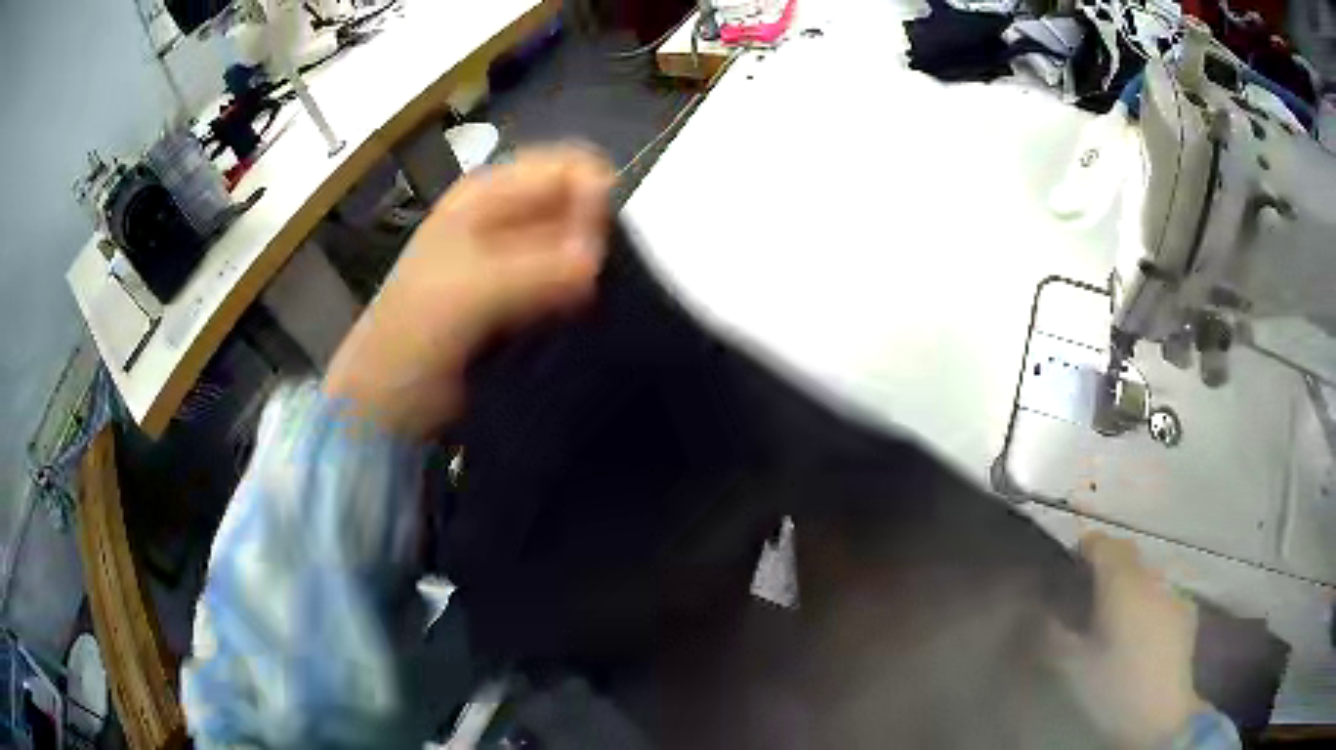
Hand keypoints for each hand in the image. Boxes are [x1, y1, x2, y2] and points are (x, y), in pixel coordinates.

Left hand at [324, 145, 615, 436]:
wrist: (389, 395)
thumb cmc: (415, 332)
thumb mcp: (470, 290)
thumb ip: (538, 267)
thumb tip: (600, 258)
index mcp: (486, 194)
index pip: (566, 167)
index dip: (593, 199)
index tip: (598, 251)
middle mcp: (503, 215)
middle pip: (575, 204)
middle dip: (594, 240)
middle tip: (589, 289)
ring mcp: (511, 256)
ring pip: (575, 245)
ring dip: (589, 273)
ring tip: (583, 309)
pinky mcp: (519, 297)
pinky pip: (566, 282)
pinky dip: (579, 297)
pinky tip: (575, 322)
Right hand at [1050, 532, 1205, 748]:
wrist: (1161, 711)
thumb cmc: (1114, 686)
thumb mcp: (1073, 666)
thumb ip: (1053, 633)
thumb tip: (1038, 610)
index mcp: (1123, 583)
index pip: (1103, 543)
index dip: (1085, 548)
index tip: (1069, 566)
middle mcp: (1152, 576)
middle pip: (1128, 555)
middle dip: (1108, 566)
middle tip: (1088, 596)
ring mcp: (1173, 591)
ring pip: (1147, 574)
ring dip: (1130, 585)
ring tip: (1116, 618)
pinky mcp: (1187, 610)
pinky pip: (1162, 593)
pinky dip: (1148, 602)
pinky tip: (1141, 633)